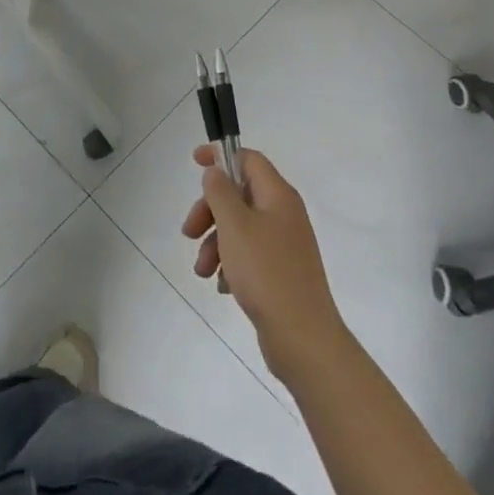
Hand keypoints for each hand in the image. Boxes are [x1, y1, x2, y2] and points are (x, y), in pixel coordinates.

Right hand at [182, 145, 348, 381]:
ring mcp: (284, 245)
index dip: (220, 156)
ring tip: (202, 271)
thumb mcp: (234, 225)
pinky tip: (223, 286)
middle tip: (189, 232)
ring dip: (215, 243)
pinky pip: (248, 256)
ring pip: (240, 228)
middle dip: (209, 211)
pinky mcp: (281, 273)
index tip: (194, 163)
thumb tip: (216, 171)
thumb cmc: (266, 272)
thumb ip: (220, 191)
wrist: (303, 338)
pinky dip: (231, 265)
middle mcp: (284, 215)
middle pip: (239, 195)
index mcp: (278, 196)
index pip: (248, 159)